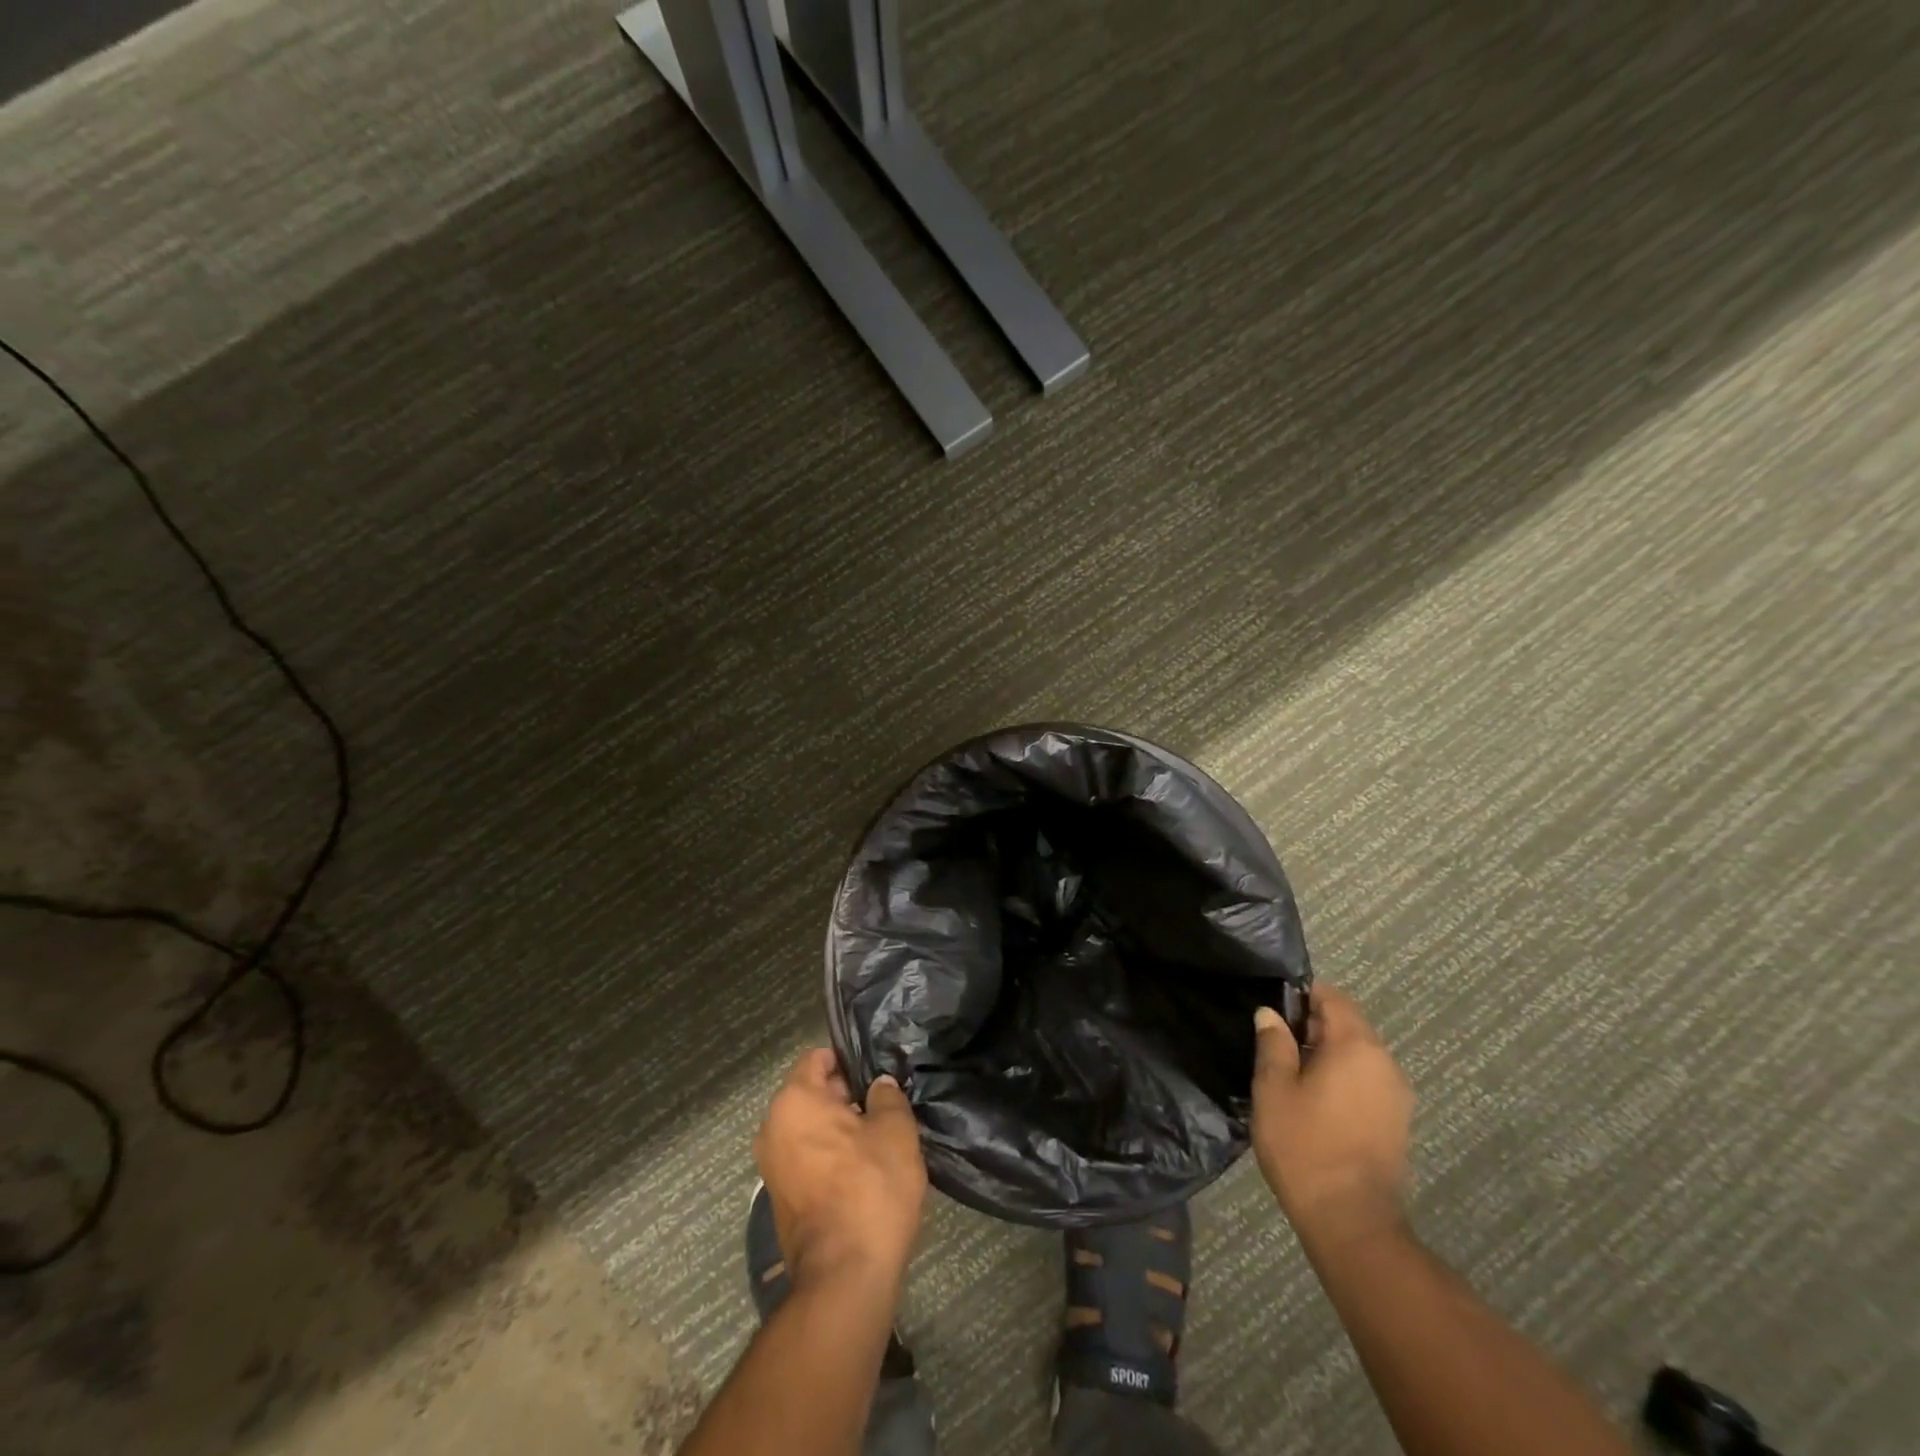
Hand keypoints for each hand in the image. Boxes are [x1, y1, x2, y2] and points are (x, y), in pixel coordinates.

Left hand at [753, 1049, 926, 1291]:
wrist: (844, 1277)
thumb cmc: (870, 1188)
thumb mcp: (895, 1131)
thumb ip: (887, 1096)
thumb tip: (878, 1086)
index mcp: (794, 1101)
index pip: (818, 1058)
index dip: (849, 1060)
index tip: (877, 1075)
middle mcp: (772, 1127)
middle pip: (810, 1093)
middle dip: (844, 1095)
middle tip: (883, 1107)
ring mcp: (771, 1166)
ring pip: (809, 1128)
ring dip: (838, 1128)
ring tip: (876, 1139)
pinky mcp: (778, 1198)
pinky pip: (805, 1157)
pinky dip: (828, 1156)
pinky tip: (861, 1171)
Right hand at [1251, 986, 1413, 1242]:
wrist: (1350, 1221)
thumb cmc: (1304, 1145)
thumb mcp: (1273, 1088)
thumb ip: (1273, 1044)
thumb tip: (1270, 1014)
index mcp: (1357, 1046)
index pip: (1333, 998)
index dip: (1302, 995)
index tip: (1274, 1005)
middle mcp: (1385, 1063)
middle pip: (1349, 1024)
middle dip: (1313, 1025)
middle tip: (1275, 1040)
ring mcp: (1396, 1095)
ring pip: (1359, 1054)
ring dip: (1328, 1053)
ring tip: (1290, 1071)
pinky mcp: (1397, 1122)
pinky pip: (1367, 1081)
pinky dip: (1343, 1077)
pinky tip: (1314, 1099)